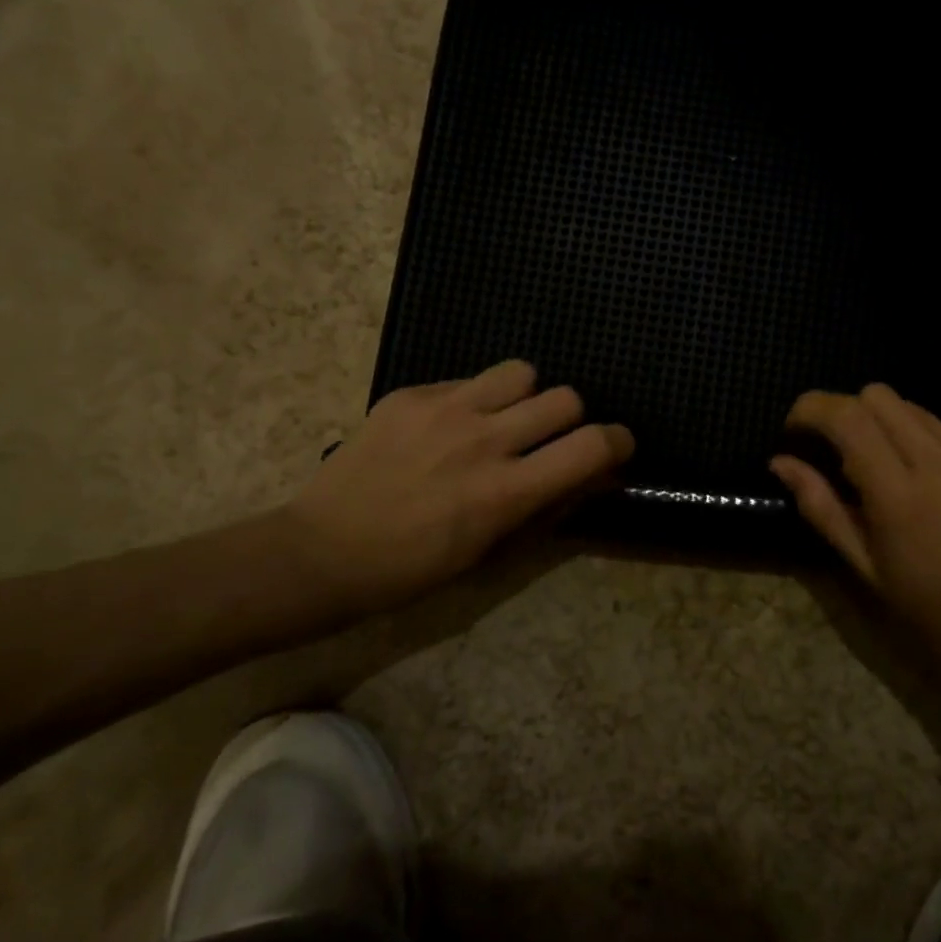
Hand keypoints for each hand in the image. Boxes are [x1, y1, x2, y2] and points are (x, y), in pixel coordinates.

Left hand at [282, 360, 633, 612]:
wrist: (322, 550)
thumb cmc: (413, 569)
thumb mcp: (489, 551)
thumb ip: (546, 506)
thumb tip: (593, 477)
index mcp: (505, 492)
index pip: (591, 446)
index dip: (617, 442)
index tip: (615, 447)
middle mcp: (483, 440)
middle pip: (564, 398)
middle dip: (570, 419)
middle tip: (547, 440)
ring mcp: (445, 410)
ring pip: (521, 372)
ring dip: (525, 397)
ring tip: (503, 420)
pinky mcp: (412, 394)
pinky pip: (468, 380)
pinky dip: (475, 400)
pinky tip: (448, 427)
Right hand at [770, 385, 940, 709]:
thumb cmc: (937, 613)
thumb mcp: (867, 568)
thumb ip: (821, 507)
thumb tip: (780, 461)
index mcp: (901, 495)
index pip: (847, 416)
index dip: (811, 409)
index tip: (795, 430)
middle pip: (879, 395)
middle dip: (847, 412)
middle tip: (840, 453)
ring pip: (918, 410)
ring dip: (889, 428)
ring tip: (892, 474)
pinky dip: (933, 452)